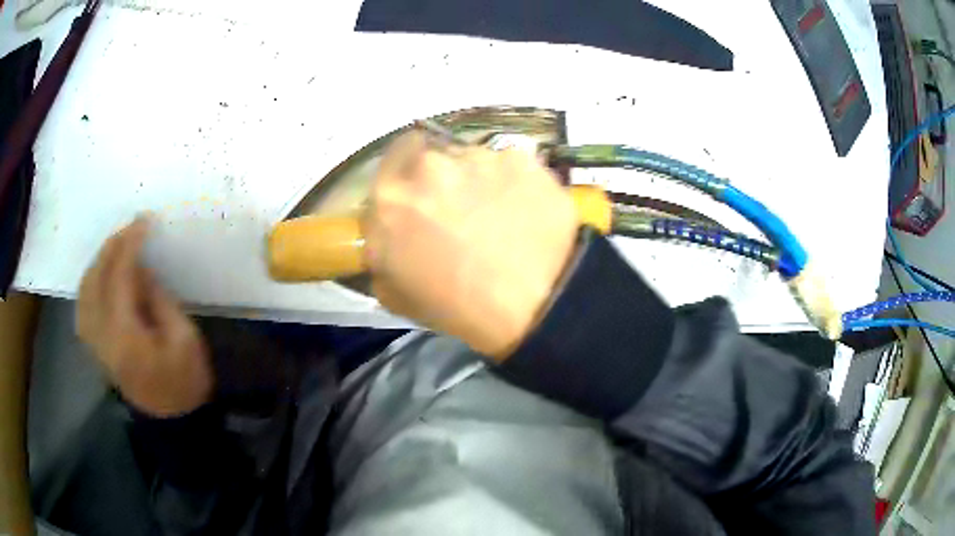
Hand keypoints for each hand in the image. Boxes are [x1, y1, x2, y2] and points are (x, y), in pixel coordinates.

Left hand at [77, 219, 212, 416]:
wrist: (171, 422)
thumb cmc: (184, 383)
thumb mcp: (184, 339)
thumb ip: (159, 299)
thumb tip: (141, 269)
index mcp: (126, 336)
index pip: (119, 276)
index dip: (130, 244)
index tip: (144, 221)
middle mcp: (102, 336)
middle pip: (95, 278)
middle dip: (111, 247)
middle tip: (131, 229)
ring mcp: (94, 342)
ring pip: (84, 289)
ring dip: (98, 261)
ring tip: (117, 246)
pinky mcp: (94, 346)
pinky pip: (83, 304)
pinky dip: (90, 281)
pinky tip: (102, 273)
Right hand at [364, 132, 579, 358]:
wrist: (532, 306)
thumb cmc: (456, 307)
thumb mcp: (394, 293)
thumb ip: (380, 251)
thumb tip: (386, 234)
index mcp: (391, 196)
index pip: (392, 159)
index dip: (408, 170)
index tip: (421, 188)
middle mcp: (431, 165)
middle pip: (435, 156)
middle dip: (444, 177)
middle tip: (460, 208)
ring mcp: (481, 158)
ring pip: (476, 159)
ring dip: (481, 180)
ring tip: (501, 216)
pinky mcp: (523, 160)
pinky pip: (514, 166)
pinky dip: (517, 184)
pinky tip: (527, 213)